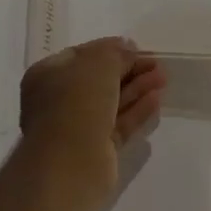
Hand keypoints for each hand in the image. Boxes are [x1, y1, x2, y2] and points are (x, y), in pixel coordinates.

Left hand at [20, 38, 164, 193]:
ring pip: (111, 102)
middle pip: (99, 79)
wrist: (70, 163)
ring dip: (136, 88)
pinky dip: (136, 111)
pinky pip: (118, 124)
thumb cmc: (78, 101)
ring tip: (163, 78)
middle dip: (128, 69)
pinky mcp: (94, 151)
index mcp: (48, 74)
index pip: (83, 54)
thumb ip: (117, 54)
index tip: (136, 47)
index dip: (111, 49)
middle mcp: (58, 100)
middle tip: (156, 63)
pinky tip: (156, 100)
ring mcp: (76, 127)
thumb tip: (128, 49)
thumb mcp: (100, 62)